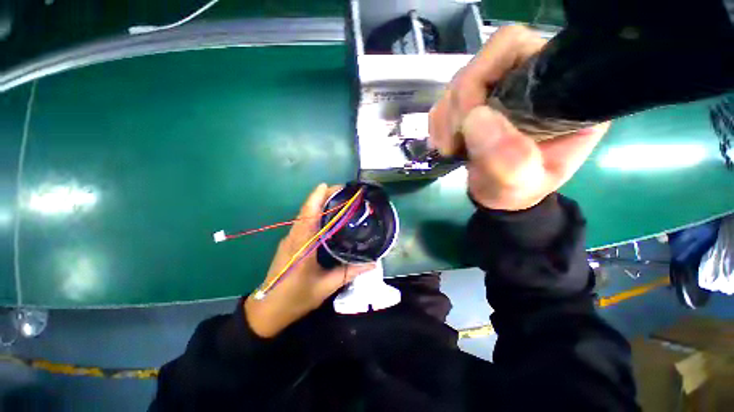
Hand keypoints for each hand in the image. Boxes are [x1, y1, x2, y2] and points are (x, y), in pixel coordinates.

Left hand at [244, 184, 374, 337]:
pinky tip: (327, 218)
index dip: (316, 198)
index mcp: (301, 246)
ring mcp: (289, 240)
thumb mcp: (325, 287)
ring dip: (318, 205)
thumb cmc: (296, 299)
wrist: (267, 311)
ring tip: (337, 201)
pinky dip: (314, 215)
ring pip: (303, 216)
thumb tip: (373, 263)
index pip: (308, 215)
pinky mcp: (289, 243)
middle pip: (306, 211)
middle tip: (342, 192)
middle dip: (321, 197)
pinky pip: (302, 224)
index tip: (328, 186)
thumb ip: (349, 273)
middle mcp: (293, 238)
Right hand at [429, 25, 609, 210]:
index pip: (515, 47)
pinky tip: (446, 145)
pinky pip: (443, 101)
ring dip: (445, 119)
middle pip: (478, 64)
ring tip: (451, 149)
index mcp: (557, 89)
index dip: (483, 74)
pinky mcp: (473, 103)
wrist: (497, 193)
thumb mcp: (521, 184)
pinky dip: (438, 124)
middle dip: (458, 106)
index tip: (469, 119)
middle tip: (456, 143)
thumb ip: (509, 159)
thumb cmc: (517, 189)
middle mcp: (526, 79)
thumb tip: (475, 120)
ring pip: (456, 84)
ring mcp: (495, 89)